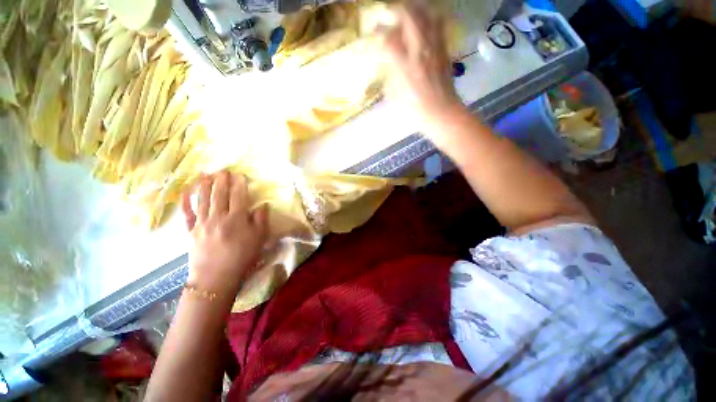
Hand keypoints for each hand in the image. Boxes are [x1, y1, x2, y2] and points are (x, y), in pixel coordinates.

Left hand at [181, 171, 268, 297]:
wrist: (217, 277)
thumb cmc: (242, 257)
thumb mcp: (259, 239)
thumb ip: (261, 220)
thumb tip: (263, 205)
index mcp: (236, 219)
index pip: (238, 196)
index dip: (239, 184)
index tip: (240, 175)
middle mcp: (218, 217)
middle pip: (219, 194)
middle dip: (222, 180)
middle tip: (223, 170)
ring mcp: (202, 223)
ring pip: (203, 199)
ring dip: (205, 184)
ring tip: (207, 174)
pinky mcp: (191, 230)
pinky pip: (187, 213)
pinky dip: (186, 201)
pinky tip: (186, 191)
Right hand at [379, 1, 463, 137]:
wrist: (440, 110)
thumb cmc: (415, 108)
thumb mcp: (395, 94)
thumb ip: (390, 73)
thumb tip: (389, 59)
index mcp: (405, 66)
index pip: (389, 39)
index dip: (379, 32)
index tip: (374, 31)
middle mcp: (420, 51)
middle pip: (410, 18)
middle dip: (398, 10)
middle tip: (392, 13)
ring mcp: (435, 48)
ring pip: (427, 16)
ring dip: (416, 10)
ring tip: (409, 13)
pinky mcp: (444, 49)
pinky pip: (439, 25)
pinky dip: (430, 18)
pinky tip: (424, 23)